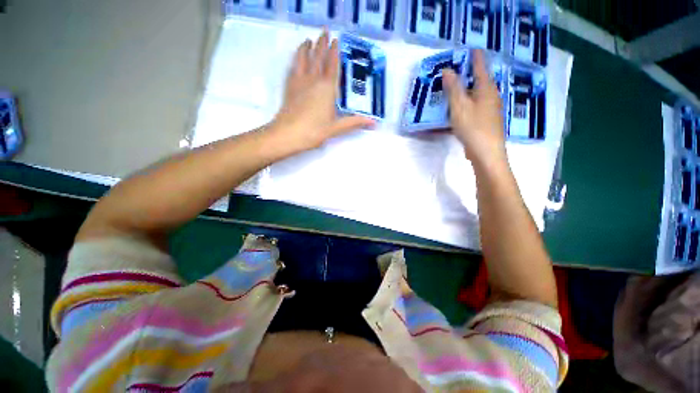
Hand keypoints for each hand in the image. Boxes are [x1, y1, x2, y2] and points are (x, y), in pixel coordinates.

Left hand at [270, 30, 375, 151]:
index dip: (335, 51)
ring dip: (308, 47)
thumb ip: (354, 122)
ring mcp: (300, 81)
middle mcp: (314, 80)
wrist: (289, 134)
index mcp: (327, 88)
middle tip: (325, 31)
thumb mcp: (337, 128)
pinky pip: (294, 66)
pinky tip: (297, 57)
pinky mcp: (290, 86)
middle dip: (322, 43)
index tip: (336, 40)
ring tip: (309, 39)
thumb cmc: (315, 131)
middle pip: (319, 57)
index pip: (333, 65)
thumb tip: (374, 123)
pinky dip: (297, 58)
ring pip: (305, 58)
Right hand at [443, 50, 506, 168]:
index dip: (475, 57)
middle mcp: (491, 95)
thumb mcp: (459, 107)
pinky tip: (462, 108)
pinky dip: (469, 102)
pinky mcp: (487, 120)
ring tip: (458, 86)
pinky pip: (476, 105)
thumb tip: (447, 70)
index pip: (480, 67)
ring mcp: (490, 109)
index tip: (471, 48)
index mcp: (486, 88)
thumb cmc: (473, 127)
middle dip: (471, 72)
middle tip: (459, 68)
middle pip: (481, 79)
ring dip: (469, 88)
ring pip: (479, 93)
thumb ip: (453, 88)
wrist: (486, 152)